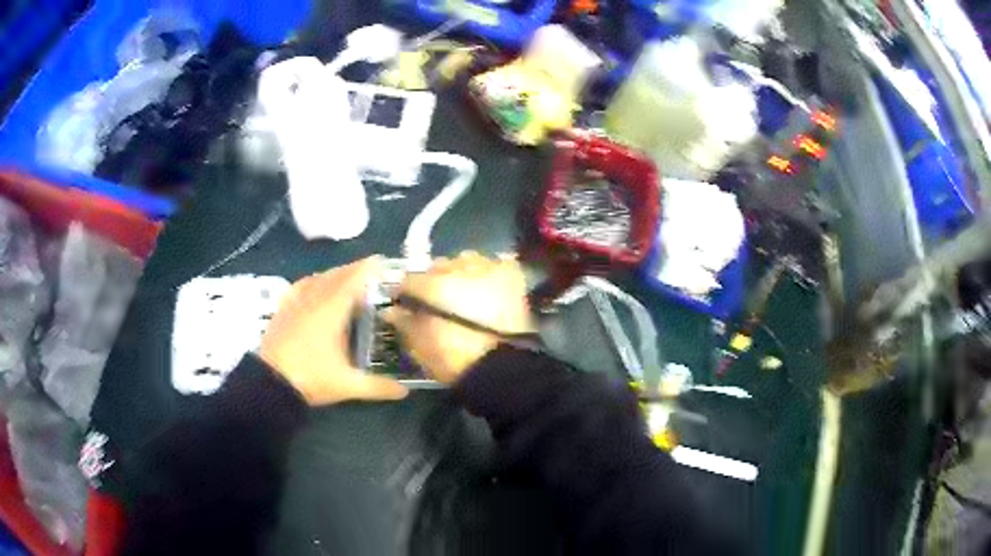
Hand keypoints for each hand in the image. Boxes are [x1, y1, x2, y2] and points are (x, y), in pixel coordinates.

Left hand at [259, 256, 408, 405]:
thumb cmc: (311, 378)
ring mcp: (295, 303)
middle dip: (354, 270)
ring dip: (335, 274)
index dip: (368, 268)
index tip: (382, 261)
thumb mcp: (348, 385)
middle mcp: (314, 300)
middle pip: (336, 275)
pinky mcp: (283, 310)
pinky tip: (314, 284)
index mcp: (332, 311)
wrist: (271, 383)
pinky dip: (312, 281)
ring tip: (347, 277)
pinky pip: (300, 286)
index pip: (353, 280)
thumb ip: (378, 387)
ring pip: (317, 278)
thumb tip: (405, 392)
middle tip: (371, 270)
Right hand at [385, 252, 532, 383]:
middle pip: (439, 266)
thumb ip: (405, 322)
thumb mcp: (421, 346)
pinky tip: (487, 287)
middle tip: (436, 300)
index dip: (404, 292)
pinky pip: (496, 263)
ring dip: (462, 272)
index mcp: (434, 285)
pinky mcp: (512, 276)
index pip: (410, 279)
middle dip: (434, 280)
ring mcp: (488, 269)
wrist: (502, 370)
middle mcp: (459, 268)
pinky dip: (489, 272)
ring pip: (467, 260)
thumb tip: (392, 310)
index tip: (405, 303)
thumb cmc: (456, 361)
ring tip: (464, 292)